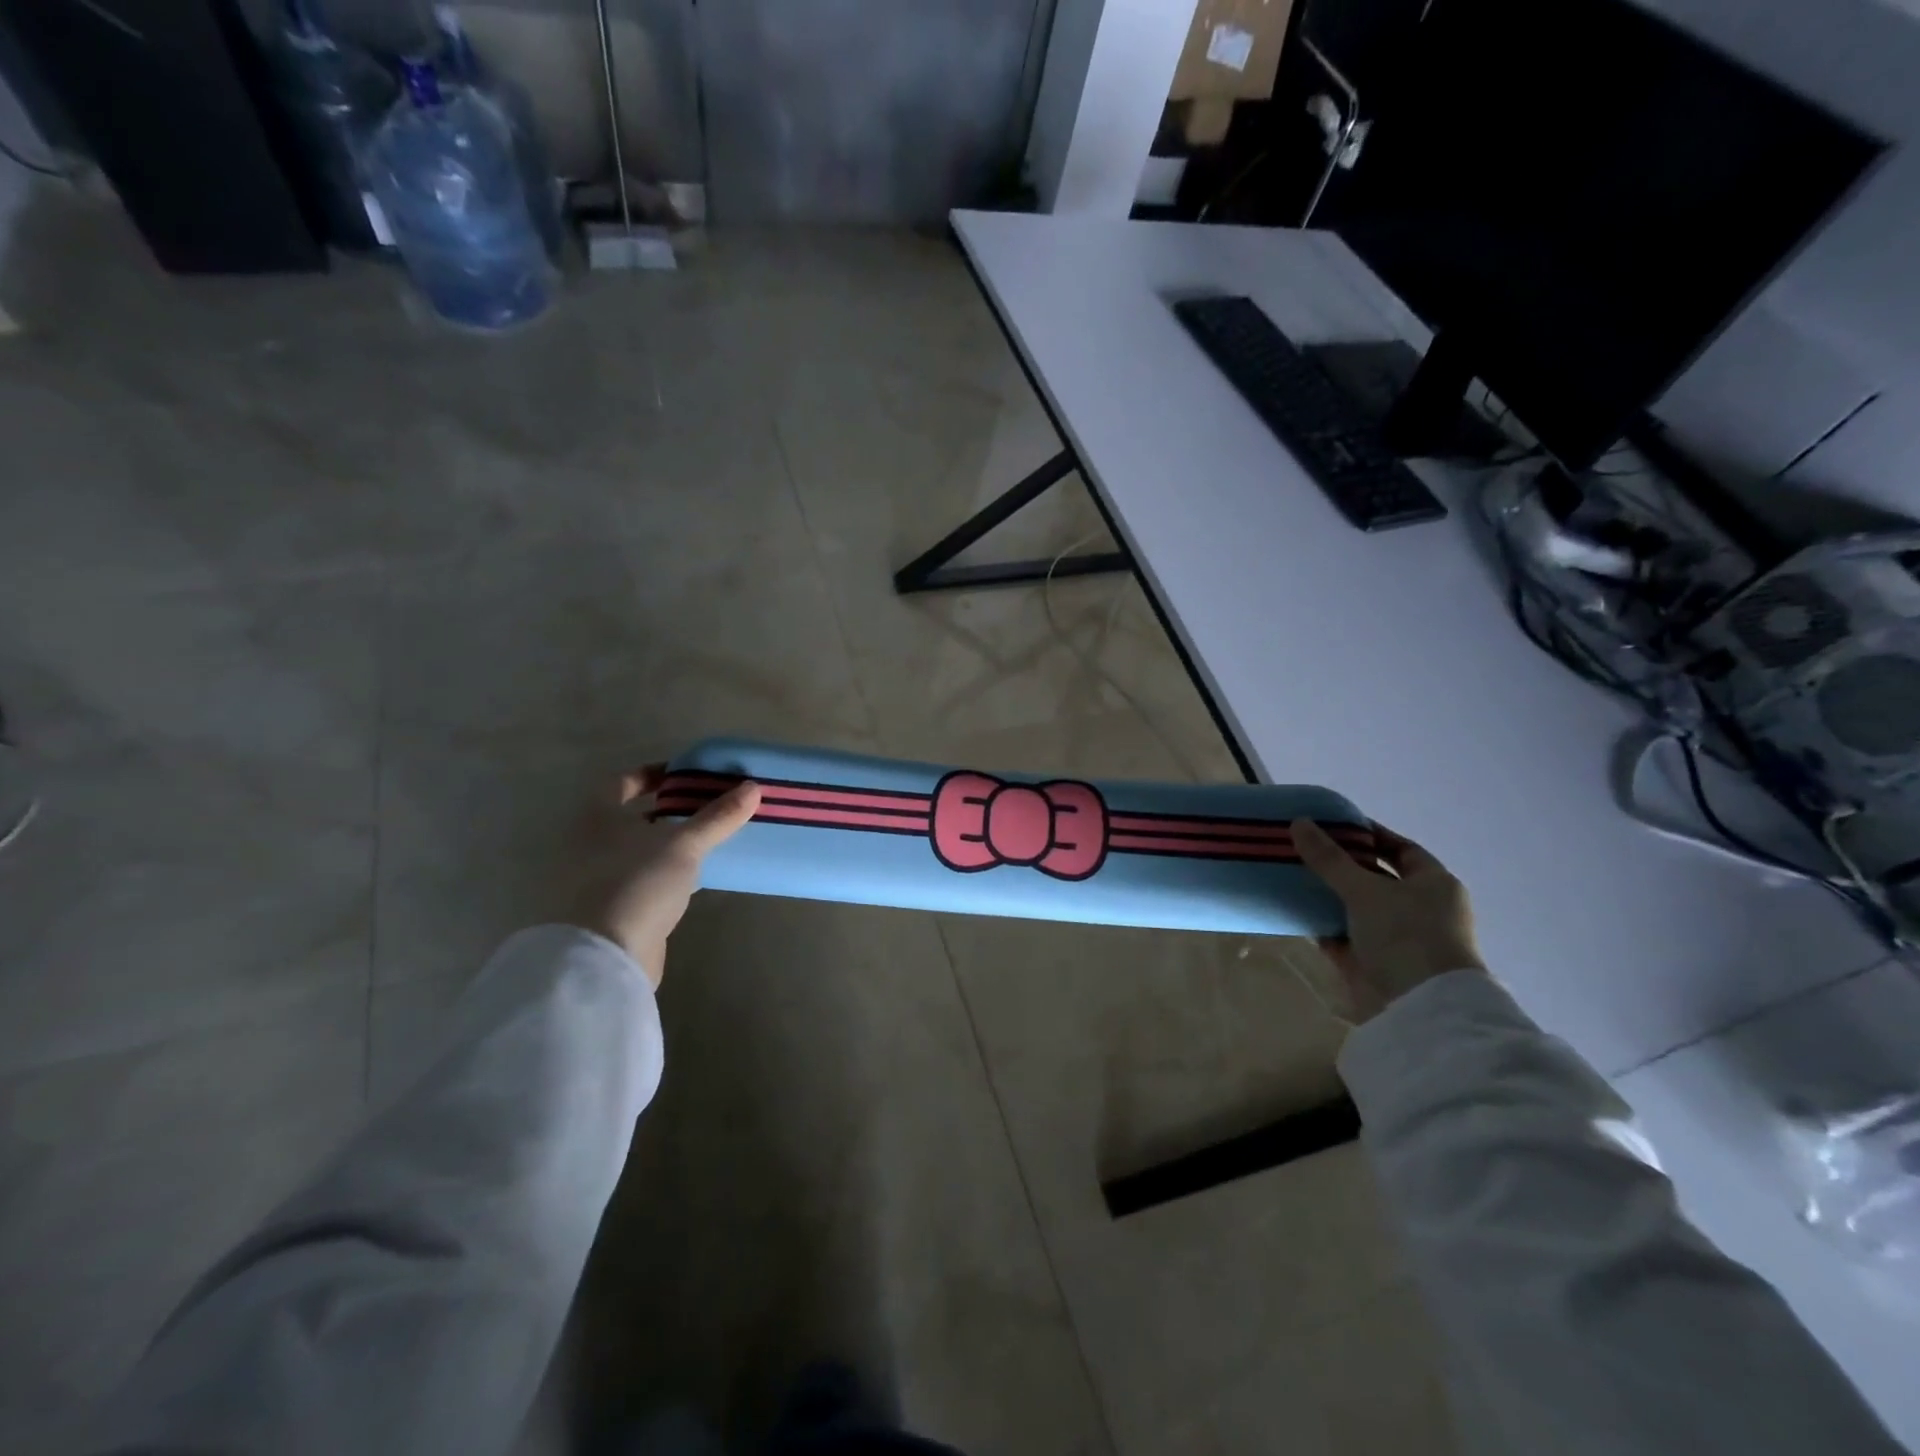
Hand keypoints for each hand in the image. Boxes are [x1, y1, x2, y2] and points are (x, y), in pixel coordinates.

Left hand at [572, 766, 761, 988]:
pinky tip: (691, 879)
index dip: (654, 775)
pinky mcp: (607, 910)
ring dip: (667, 844)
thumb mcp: (684, 845)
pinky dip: (663, 874)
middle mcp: (587, 844)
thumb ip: (718, 817)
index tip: (686, 776)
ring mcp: (593, 880)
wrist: (604, 957)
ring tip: (706, 841)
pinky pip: (639, 880)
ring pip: (636, 851)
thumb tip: (753, 788)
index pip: (622, 782)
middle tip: (706, 807)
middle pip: (630, 817)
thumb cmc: (637, 883)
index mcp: (596, 817)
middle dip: (667, 811)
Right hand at [1290, 819, 1485, 1021]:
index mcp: (1433, 884)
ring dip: (1328, 895)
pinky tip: (1295, 910)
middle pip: (1375, 877)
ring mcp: (1398, 938)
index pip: (1400, 848)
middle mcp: (1420, 908)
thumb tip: (1298, 822)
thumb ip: (1329, 858)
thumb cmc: (1405, 935)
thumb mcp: (1364, 889)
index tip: (1332, 825)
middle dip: (1341, 864)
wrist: (1420, 1008)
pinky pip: (1344, 935)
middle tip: (1304, 848)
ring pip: (1357, 907)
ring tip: (1292, 874)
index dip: (1368, 834)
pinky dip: (1323, 925)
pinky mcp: (1374, 963)